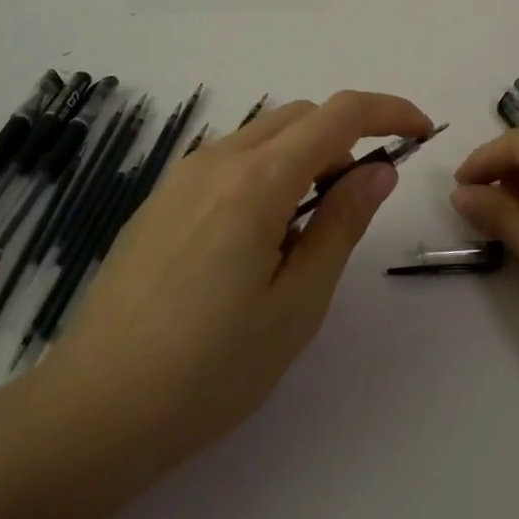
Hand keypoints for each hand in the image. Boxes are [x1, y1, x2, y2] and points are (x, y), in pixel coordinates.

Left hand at [37, 91, 431, 471]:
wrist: (97, 406)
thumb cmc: (211, 368)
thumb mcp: (297, 303)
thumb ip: (341, 224)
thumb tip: (379, 171)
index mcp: (257, 180)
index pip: (339, 114)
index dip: (389, 111)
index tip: (421, 133)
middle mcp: (217, 159)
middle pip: (300, 115)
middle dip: (346, 137)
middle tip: (362, 197)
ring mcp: (182, 175)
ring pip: (262, 134)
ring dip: (304, 154)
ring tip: (308, 227)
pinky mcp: (161, 197)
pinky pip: (229, 159)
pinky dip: (265, 170)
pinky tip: (257, 236)